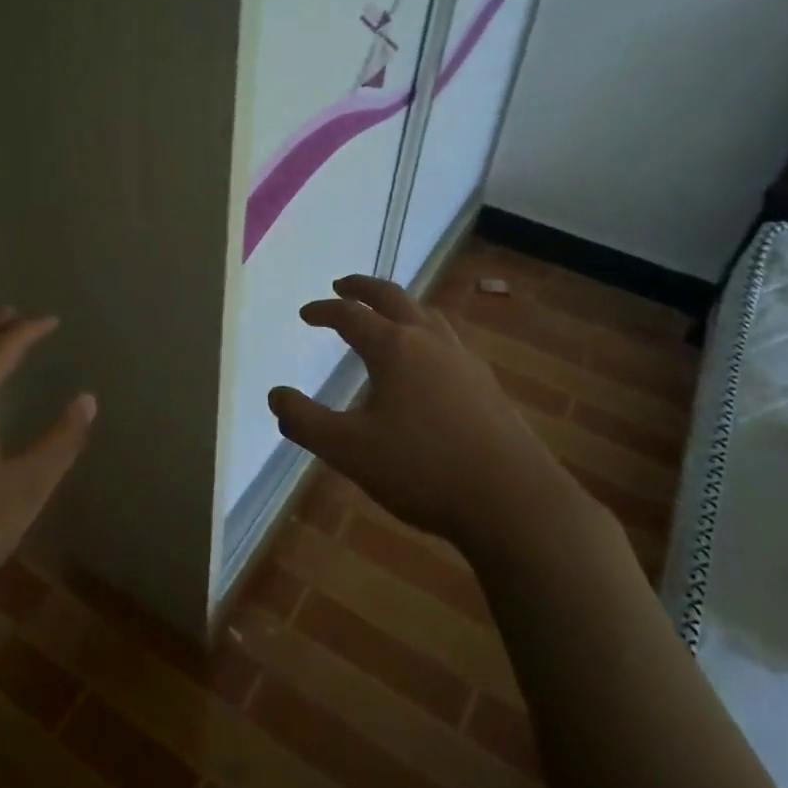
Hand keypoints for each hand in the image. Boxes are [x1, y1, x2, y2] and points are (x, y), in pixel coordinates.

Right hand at [268, 275, 603, 564]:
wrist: (513, 501)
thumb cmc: (423, 470)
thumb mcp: (349, 450)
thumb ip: (305, 422)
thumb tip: (275, 396)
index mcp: (395, 348)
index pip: (350, 315)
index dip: (323, 311)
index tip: (306, 313)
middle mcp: (430, 341)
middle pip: (393, 297)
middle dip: (363, 288)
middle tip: (342, 285)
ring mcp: (464, 360)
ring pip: (427, 316)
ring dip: (399, 307)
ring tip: (385, 316)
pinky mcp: (486, 384)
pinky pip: (448, 342)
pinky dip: (425, 334)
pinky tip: (428, 364)